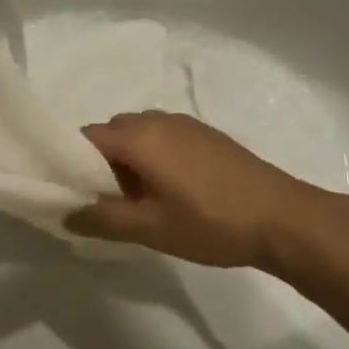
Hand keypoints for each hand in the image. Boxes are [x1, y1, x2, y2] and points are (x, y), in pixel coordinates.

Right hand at [66, 112, 323, 269]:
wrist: (283, 217)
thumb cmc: (210, 222)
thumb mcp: (150, 228)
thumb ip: (102, 220)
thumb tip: (65, 214)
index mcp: (139, 136)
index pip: (86, 137)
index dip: (71, 162)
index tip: (71, 192)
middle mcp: (158, 119)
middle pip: (112, 133)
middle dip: (100, 162)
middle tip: (105, 201)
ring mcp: (186, 124)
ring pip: (139, 134)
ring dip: (129, 160)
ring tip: (139, 200)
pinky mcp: (207, 135)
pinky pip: (163, 137)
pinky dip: (153, 157)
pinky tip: (170, 191)